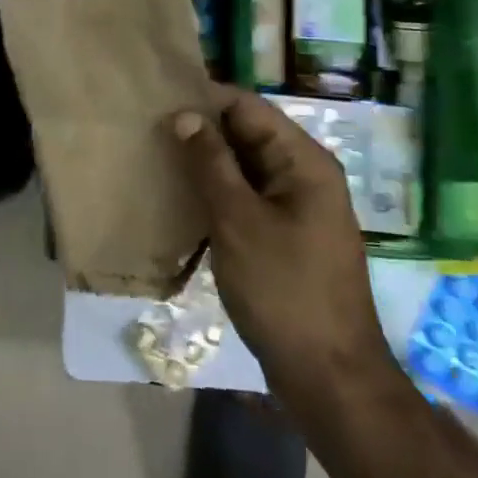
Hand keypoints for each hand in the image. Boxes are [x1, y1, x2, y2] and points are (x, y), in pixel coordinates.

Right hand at [172, 88, 393, 383]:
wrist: (329, 377)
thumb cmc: (283, 291)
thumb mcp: (238, 221)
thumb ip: (211, 163)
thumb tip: (185, 115)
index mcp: (304, 161)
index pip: (248, 107)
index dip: (204, 99)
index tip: (157, 101)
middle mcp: (305, 175)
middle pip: (247, 135)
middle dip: (201, 132)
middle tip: (147, 131)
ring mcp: (298, 208)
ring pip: (245, 168)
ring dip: (206, 165)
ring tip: (156, 160)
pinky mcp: (286, 237)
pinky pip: (248, 199)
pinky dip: (217, 194)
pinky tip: (181, 200)